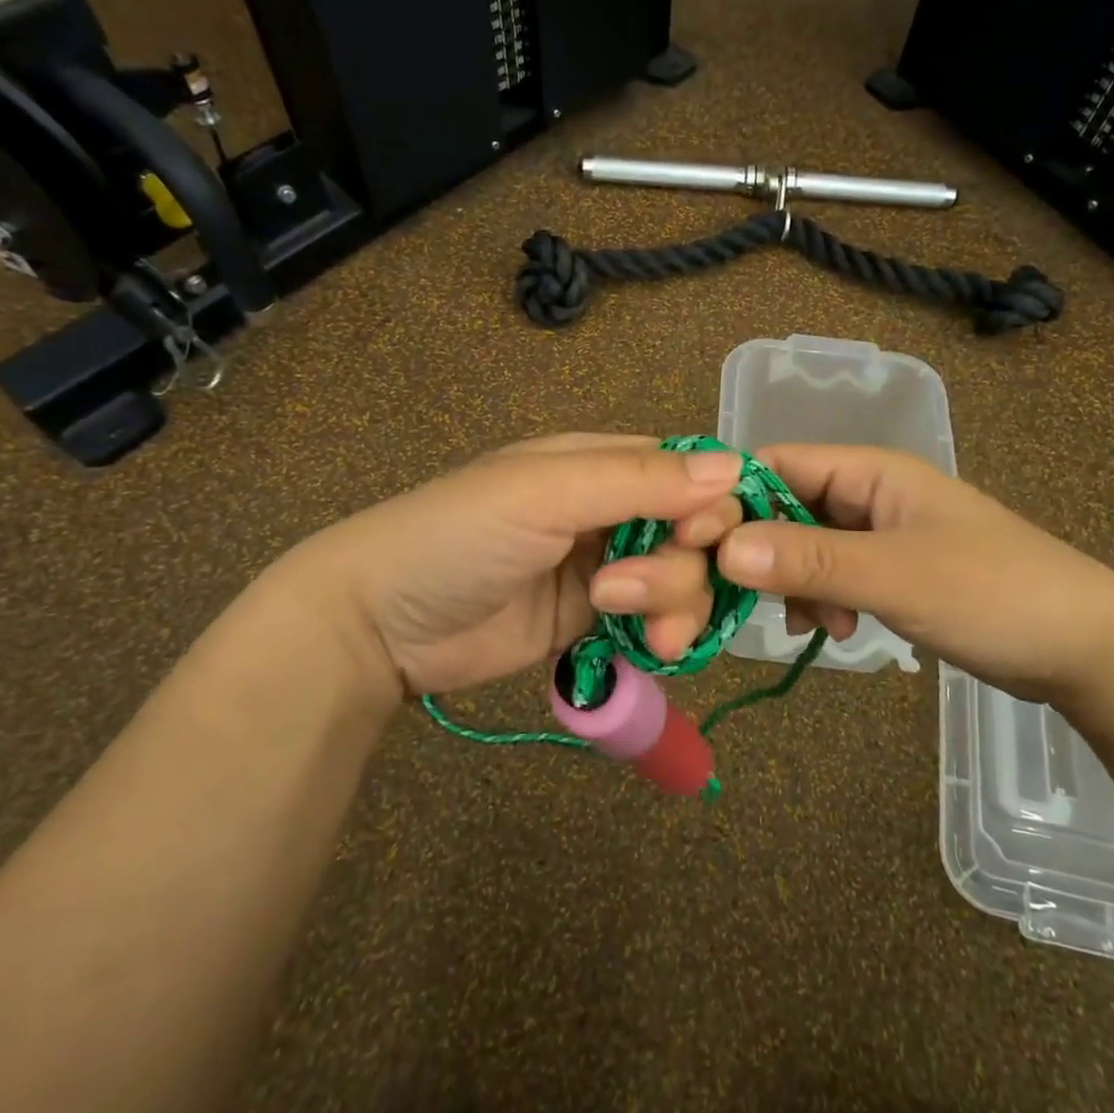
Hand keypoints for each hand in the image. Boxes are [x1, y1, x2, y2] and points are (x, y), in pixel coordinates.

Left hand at [264, 435, 744, 698]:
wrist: (380, 624)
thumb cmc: (459, 535)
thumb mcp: (545, 493)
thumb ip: (638, 480)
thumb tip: (733, 467)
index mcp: (599, 462)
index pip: (687, 469)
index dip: (713, 501)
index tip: (704, 538)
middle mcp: (610, 509)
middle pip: (693, 531)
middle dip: (684, 565)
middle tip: (631, 592)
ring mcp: (603, 567)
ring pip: (681, 579)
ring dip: (673, 603)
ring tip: (631, 626)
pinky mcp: (592, 619)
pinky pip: (654, 620)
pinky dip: (662, 633)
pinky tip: (647, 650)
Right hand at [710, 444, 1113, 705]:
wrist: (1088, 650)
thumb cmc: (994, 593)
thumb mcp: (895, 576)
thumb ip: (809, 560)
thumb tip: (722, 548)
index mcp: (869, 470)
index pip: (775, 464)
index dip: (731, 500)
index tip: (696, 548)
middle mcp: (867, 492)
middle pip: (784, 508)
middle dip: (760, 552)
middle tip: (741, 598)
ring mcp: (878, 533)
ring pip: (803, 546)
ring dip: (791, 582)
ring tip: (810, 623)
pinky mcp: (889, 571)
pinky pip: (830, 575)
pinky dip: (819, 600)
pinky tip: (832, 631)